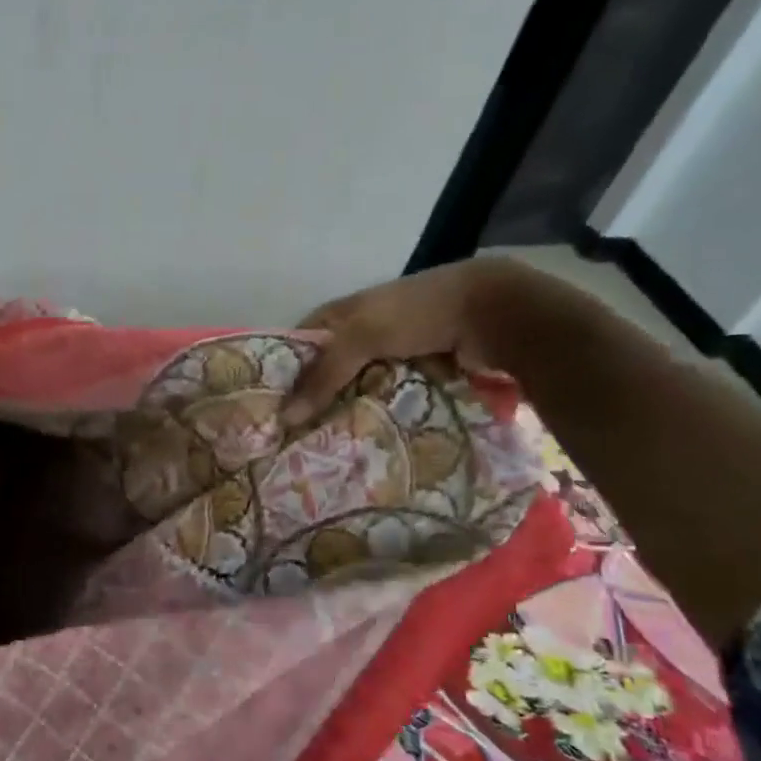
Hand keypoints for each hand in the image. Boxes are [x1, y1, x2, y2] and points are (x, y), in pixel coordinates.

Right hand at [282, 258, 541, 426]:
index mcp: (342, 313)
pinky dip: (377, 416)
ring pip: (357, 388)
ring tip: (323, 448)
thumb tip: (283, 418)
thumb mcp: (360, 336)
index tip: (267, 409)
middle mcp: (362, 332)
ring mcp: (392, 354)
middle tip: (291, 438)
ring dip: (346, 412)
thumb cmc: (417, 313)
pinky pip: (387, 399)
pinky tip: (363, 440)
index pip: (299, 344)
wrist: (494, 312)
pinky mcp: (418, 374)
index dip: (282, 371)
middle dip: (313, 399)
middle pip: (328, 370)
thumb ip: (322, 375)